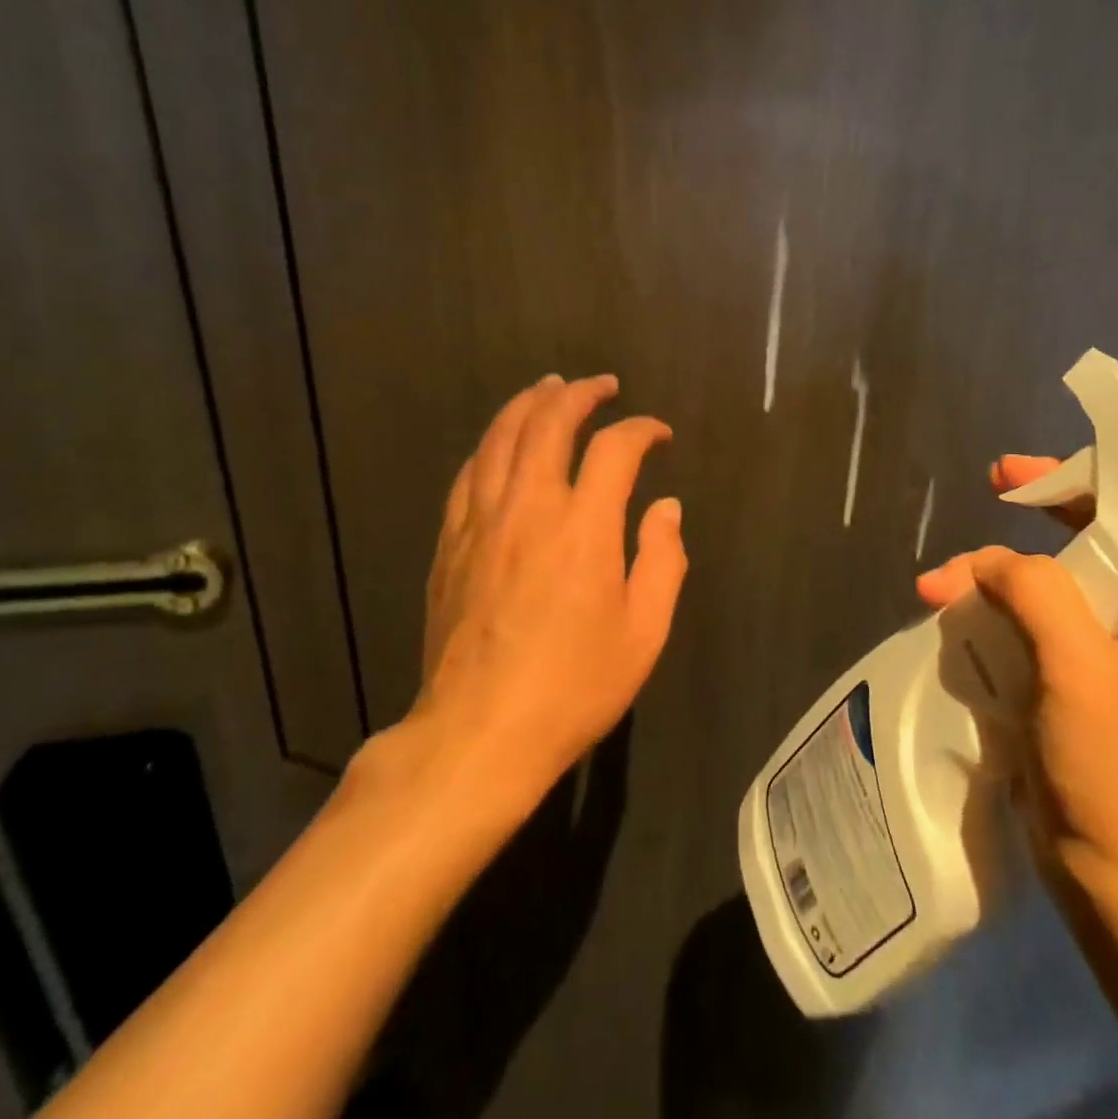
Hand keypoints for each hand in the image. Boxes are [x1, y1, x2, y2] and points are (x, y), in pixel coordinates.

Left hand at [405, 374, 686, 814]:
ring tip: (549, 388)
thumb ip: (663, 559)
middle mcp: (529, 507)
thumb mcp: (644, 632)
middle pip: (548, 422)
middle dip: (580, 394)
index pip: (615, 449)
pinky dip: (490, 445)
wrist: (479, 733)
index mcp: (584, 527)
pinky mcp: (451, 543)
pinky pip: (468, 473)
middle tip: (602, 385)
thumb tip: (667, 508)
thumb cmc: (574, 686)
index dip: (641, 430)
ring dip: (528, 404)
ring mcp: (481, 521)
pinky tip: (500, 443)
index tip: (658, 434)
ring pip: (500, 437)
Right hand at [916, 455, 1117, 894]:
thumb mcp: (1080, 666)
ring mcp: (1101, 659)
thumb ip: (1037, 592)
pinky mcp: (1066, 687)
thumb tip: (984, 565)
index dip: (1073, 483)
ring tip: (935, 589)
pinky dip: (987, 614)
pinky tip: (951, 617)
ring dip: (989, 578)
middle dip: (1021, 526)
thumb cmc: (1116, 767)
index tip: (1014, 475)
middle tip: (980, 497)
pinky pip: (1024, 628)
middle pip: (1078, 548)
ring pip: (1041, 590)